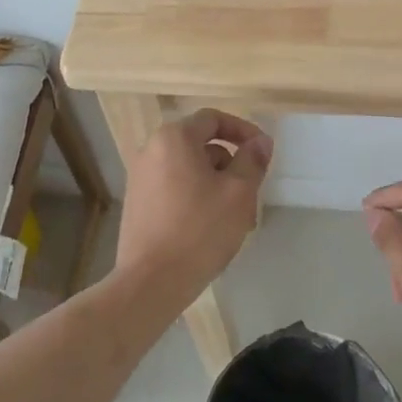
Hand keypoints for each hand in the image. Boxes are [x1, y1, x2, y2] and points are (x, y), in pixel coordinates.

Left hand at [114, 109, 271, 306]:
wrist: (151, 282)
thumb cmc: (199, 230)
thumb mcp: (238, 193)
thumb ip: (252, 160)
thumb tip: (260, 141)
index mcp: (174, 139)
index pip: (213, 119)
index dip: (243, 131)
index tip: (263, 152)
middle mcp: (151, 150)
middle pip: (201, 145)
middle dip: (231, 165)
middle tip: (252, 193)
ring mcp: (140, 178)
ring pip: (190, 170)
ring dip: (217, 186)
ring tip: (237, 219)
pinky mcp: (138, 204)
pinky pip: (175, 188)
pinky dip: (197, 198)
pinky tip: (212, 229)